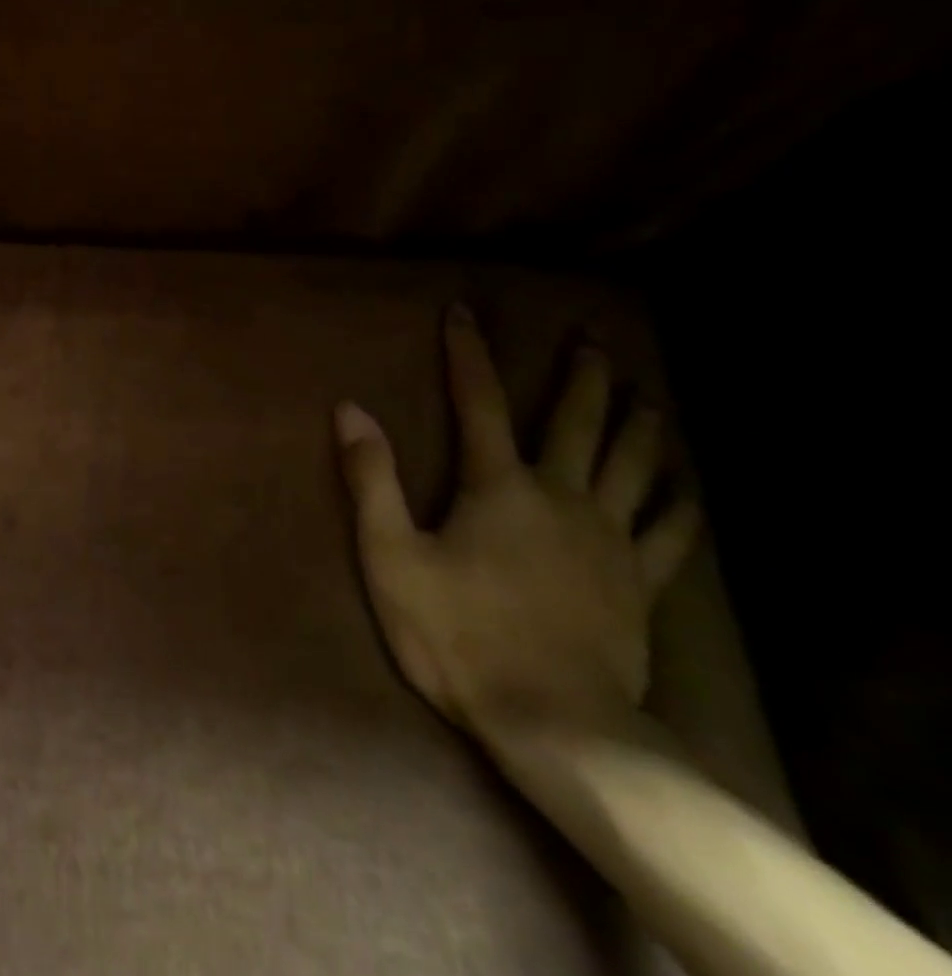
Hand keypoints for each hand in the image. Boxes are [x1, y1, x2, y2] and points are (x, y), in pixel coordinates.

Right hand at [333, 304, 698, 736]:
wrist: (555, 723)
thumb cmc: (458, 635)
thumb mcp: (392, 555)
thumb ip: (371, 479)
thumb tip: (350, 409)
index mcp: (498, 486)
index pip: (478, 400)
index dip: (468, 353)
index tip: (464, 311)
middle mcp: (561, 497)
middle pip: (577, 422)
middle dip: (583, 377)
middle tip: (593, 340)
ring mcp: (608, 540)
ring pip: (632, 466)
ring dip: (637, 425)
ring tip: (643, 396)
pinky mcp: (638, 584)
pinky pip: (669, 534)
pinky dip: (678, 505)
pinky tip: (684, 488)